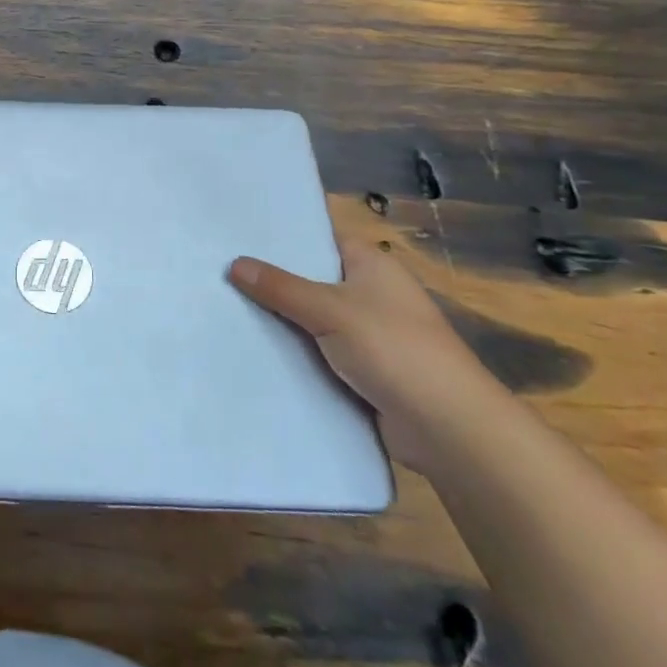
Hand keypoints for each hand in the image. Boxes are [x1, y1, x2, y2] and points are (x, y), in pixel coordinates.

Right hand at [229, 227, 507, 472]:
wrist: (448, 429)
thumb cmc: (394, 349)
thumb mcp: (330, 310)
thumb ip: (281, 287)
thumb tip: (234, 263)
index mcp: (371, 264)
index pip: (319, 239)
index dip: (282, 238)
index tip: (237, 237)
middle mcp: (370, 293)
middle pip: (311, 280)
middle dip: (271, 282)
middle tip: (219, 273)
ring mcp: (367, 335)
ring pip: (311, 320)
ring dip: (280, 322)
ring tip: (223, 310)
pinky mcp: (362, 372)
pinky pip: (318, 354)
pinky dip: (294, 354)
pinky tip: (253, 351)